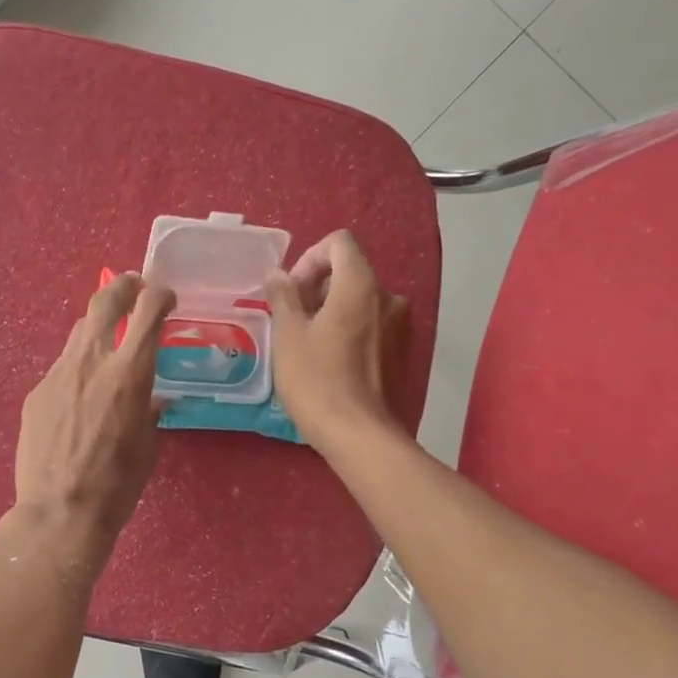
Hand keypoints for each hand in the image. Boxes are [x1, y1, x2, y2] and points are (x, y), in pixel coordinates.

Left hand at [15, 272, 175, 540]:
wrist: (59, 511)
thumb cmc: (117, 484)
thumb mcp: (148, 445)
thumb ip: (150, 411)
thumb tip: (151, 399)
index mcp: (129, 373)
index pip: (148, 311)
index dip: (160, 296)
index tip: (167, 298)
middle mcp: (92, 361)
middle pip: (104, 302)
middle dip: (123, 286)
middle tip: (133, 286)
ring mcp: (58, 374)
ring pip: (79, 332)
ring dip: (97, 327)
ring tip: (107, 339)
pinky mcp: (36, 392)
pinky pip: (62, 367)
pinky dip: (77, 367)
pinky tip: (80, 394)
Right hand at [265, 230, 407, 453]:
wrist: (359, 434)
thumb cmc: (316, 380)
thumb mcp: (288, 335)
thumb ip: (282, 295)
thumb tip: (277, 273)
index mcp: (360, 285)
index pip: (340, 243)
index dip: (310, 257)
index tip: (292, 290)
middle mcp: (388, 297)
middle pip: (350, 270)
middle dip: (317, 285)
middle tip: (291, 317)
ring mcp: (400, 325)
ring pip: (360, 299)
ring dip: (331, 308)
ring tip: (305, 340)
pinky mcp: (401, 350)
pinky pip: (371, 323)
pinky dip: (348, 327)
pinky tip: (328, 358)